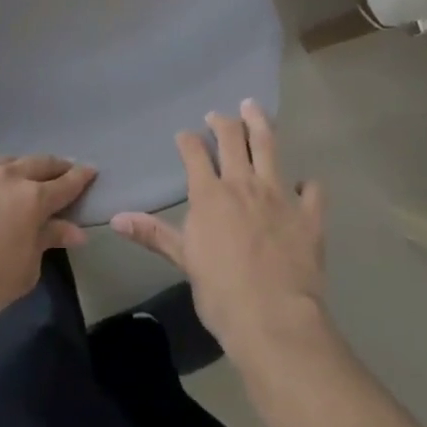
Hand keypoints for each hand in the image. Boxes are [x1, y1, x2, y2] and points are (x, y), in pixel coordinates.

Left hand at [0, 155, 96, 333]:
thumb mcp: (27, 268)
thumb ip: (49, 239)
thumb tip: (74, 230)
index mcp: (32, 198)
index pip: (65, 183)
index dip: (81, 177)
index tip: (92, 171)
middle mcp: (6, 178)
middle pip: (38, 163)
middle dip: (55, 166)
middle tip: (64, 171)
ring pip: (6, 162)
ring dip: (21, 167)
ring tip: (26, 175)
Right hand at [111, 101, 326, 360]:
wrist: (273, 319)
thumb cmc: (220, 292)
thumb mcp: (183, 260)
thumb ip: (153, 234)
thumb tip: (115, 218)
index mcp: (210, 194)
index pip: (194, 153)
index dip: (188, 140)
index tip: (185, 135)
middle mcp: (243, 184)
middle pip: (232, 139)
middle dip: (223, 122)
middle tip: (218, 115)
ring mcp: (279, 195)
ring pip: (269, 147)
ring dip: (260, 124)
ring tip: (253, 108)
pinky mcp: (308, 214)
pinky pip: (311, 190)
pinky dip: (307, 184)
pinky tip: (304, 183)